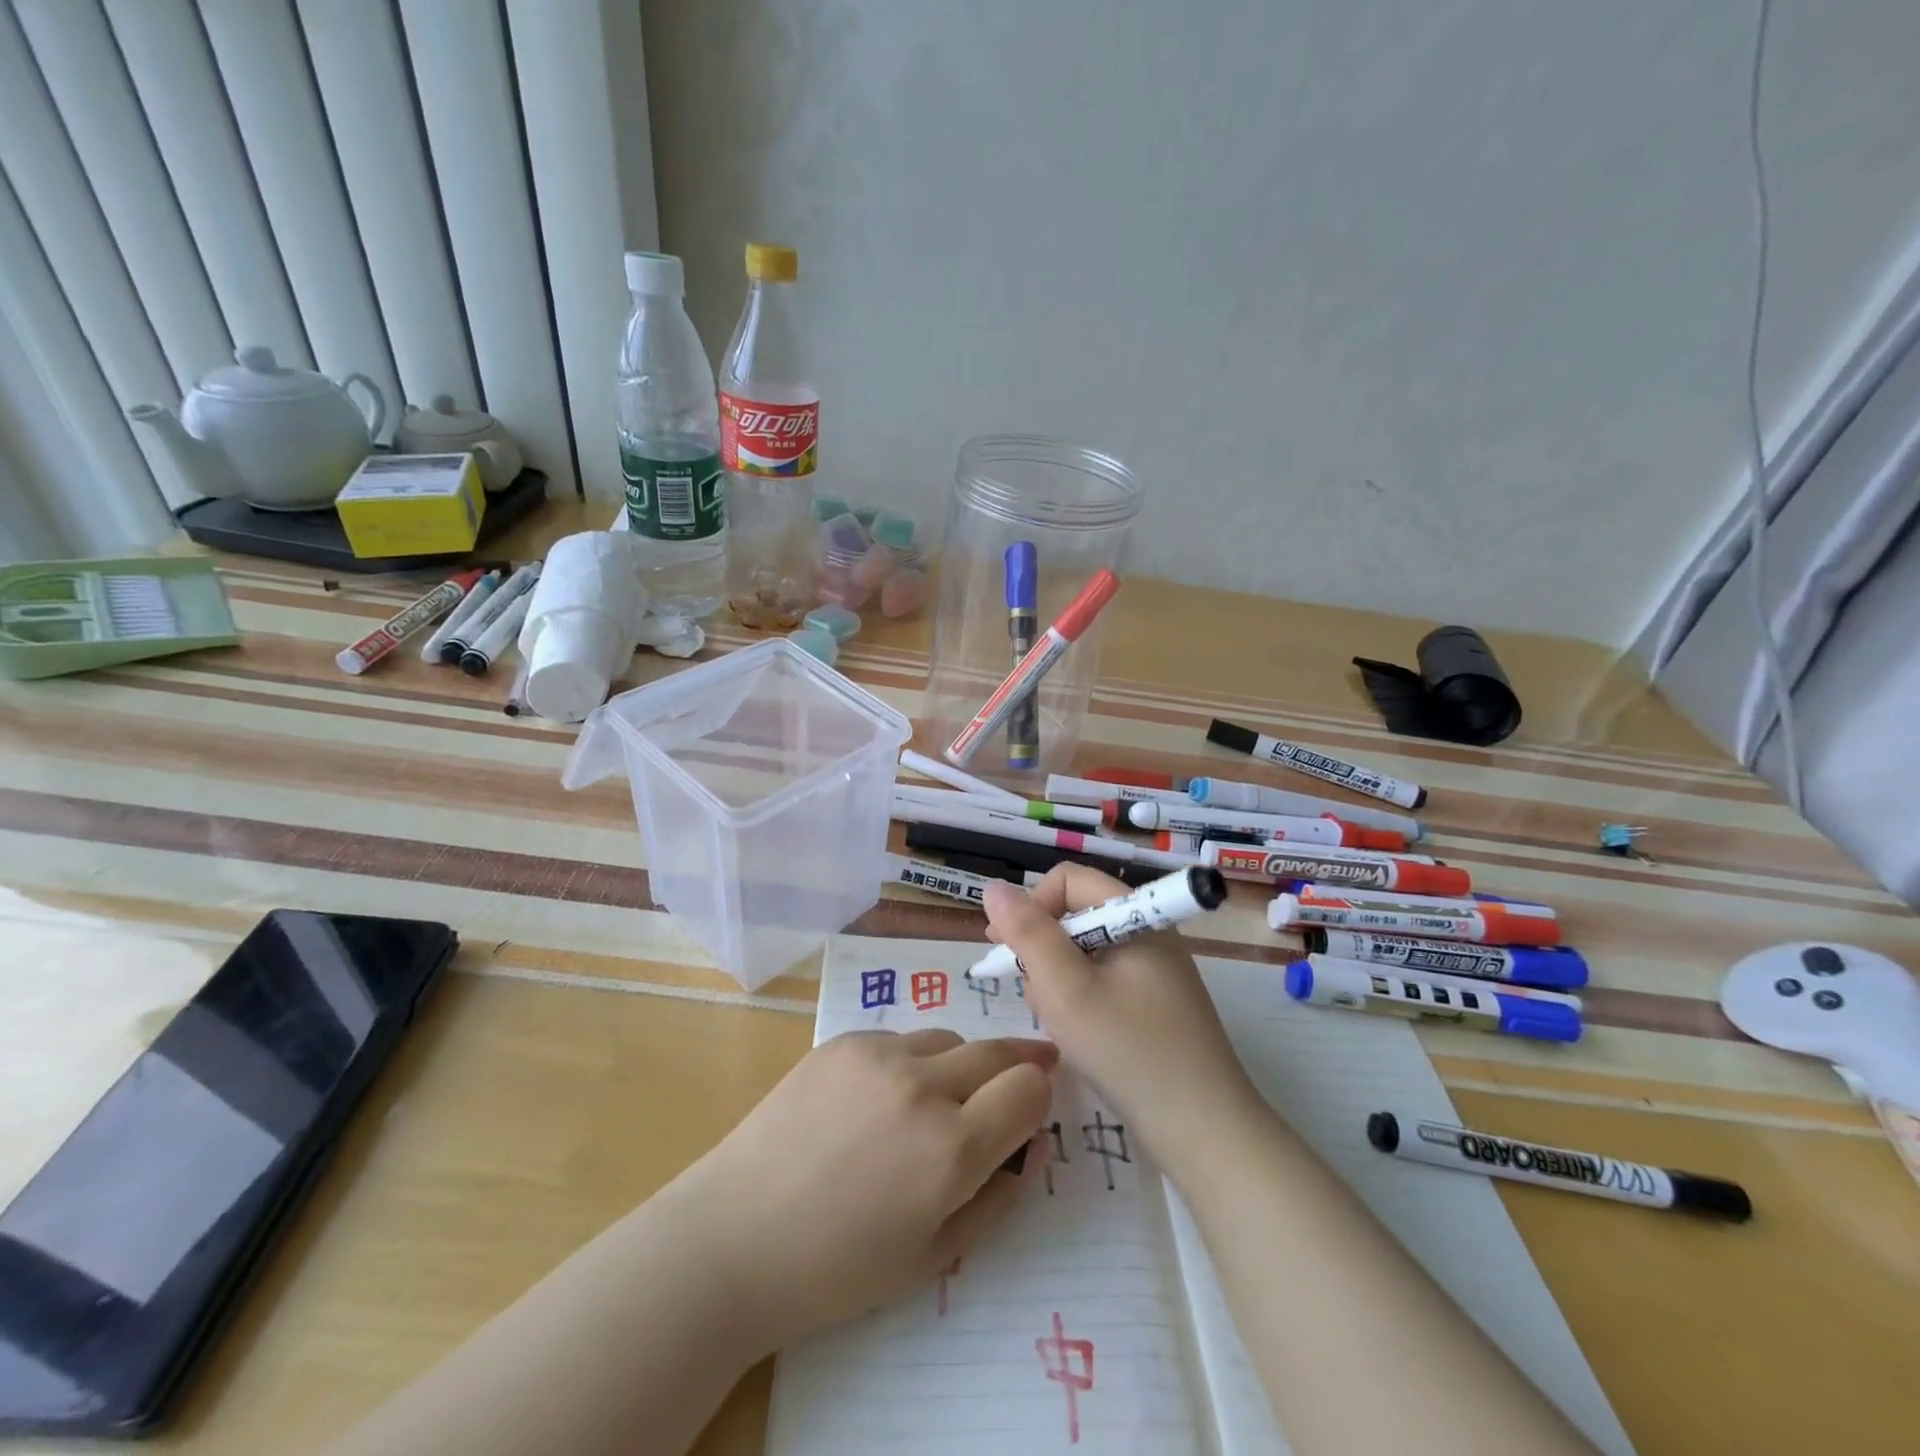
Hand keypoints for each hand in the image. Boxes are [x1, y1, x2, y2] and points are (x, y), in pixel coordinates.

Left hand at [662, 1028, 1055, 1354]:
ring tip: (933, 1101)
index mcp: (952, 1148)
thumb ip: (996, 1198)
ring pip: (947, 1039)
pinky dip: (907, 1062)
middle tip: (1019, 1077)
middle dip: (1017, 1064)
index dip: (1039, 1096)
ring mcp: (878, 1054)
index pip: (1029, 1088)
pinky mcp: (842, 1040)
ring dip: (958, 1065)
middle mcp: (923, 1086)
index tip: (1034, 1106)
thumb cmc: (837, 1269)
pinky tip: (876, 1100)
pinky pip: (898, 1039)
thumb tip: (1032, 1146)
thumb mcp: (933, 1257)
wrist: (734, 1238)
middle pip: (996, 1050)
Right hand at [982, 865, 1261, 1158]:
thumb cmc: (1128, 1052)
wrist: (1204, 1133)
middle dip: (1042, 950)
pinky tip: (1076, 1036)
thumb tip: (993, 887)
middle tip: (1032, 994)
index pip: (1068, 880)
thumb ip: (1028, 934)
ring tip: (1055, 1022)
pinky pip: (1103, 982)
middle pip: (1075, 915)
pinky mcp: (1155, 1005)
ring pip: (1084, 953)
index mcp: (1136, 916)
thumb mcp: (1066, 989)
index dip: (1032, 906)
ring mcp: (1155, 971)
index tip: (1007, 949)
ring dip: (1058, 980)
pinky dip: (1080, 1000)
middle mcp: (1148, 933)